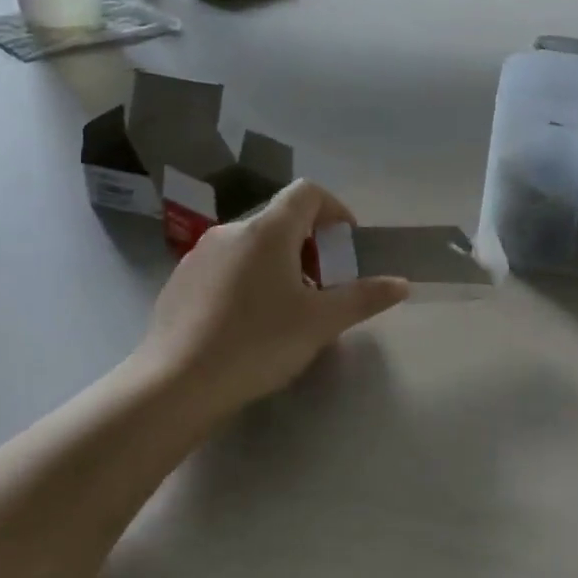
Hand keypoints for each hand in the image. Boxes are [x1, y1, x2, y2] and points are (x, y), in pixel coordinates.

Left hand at [139, 180, 409, 416]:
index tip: (347, 247)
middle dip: (311, 247)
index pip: (308, 193)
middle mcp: (231, 231)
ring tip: (288, 311)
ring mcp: (199, 255)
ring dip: (280, 266)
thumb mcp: (321, 323)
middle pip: (282, 221)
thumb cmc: (258, 343)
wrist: (175, 385)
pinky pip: (226, 267)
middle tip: (324, 289)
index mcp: (267, 231)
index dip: (335, 211)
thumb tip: (401, 283)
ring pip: (252, 246)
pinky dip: (248, 281)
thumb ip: (364, 298)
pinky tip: (248, 325)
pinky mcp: (180, 282)